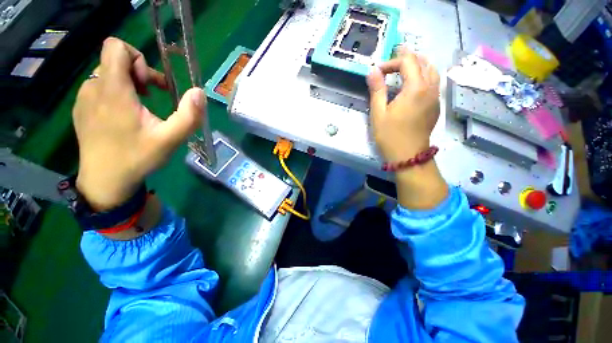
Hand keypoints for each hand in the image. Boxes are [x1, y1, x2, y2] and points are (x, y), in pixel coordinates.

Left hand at [73, 37, 204, 210]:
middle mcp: (93, 88)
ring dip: (127, 85)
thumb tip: (199, 92)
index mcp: (113, 91)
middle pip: (114, 60)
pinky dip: (115, 94)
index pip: (116, 47)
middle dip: (138, 74)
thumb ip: (189, 116)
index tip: (149, 84)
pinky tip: (124, 117)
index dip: (137, 58)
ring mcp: (84, 98)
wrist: (104, 181)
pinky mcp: (81, 109)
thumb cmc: (137, 158)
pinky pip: (99, 88)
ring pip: (107, 74)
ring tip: (140, 109)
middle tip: (151, 97)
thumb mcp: (171, 140)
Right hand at [366, 48, 439, 161]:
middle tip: (392, 62)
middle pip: (424, 62)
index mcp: (416, 88)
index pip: (407, 61)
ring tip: (403, 70)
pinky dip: (423, 77)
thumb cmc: (390, 136)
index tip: (378, 72)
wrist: (408, 156)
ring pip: (432, 71)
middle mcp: (431, 88)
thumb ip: (377, 90)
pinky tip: (412, 86)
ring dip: (418, 66)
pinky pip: (433, 83)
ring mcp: (436, 98)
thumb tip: (372, 70)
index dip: (391, 62)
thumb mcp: (378, 114)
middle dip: (407, 58)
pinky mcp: (435, 106)